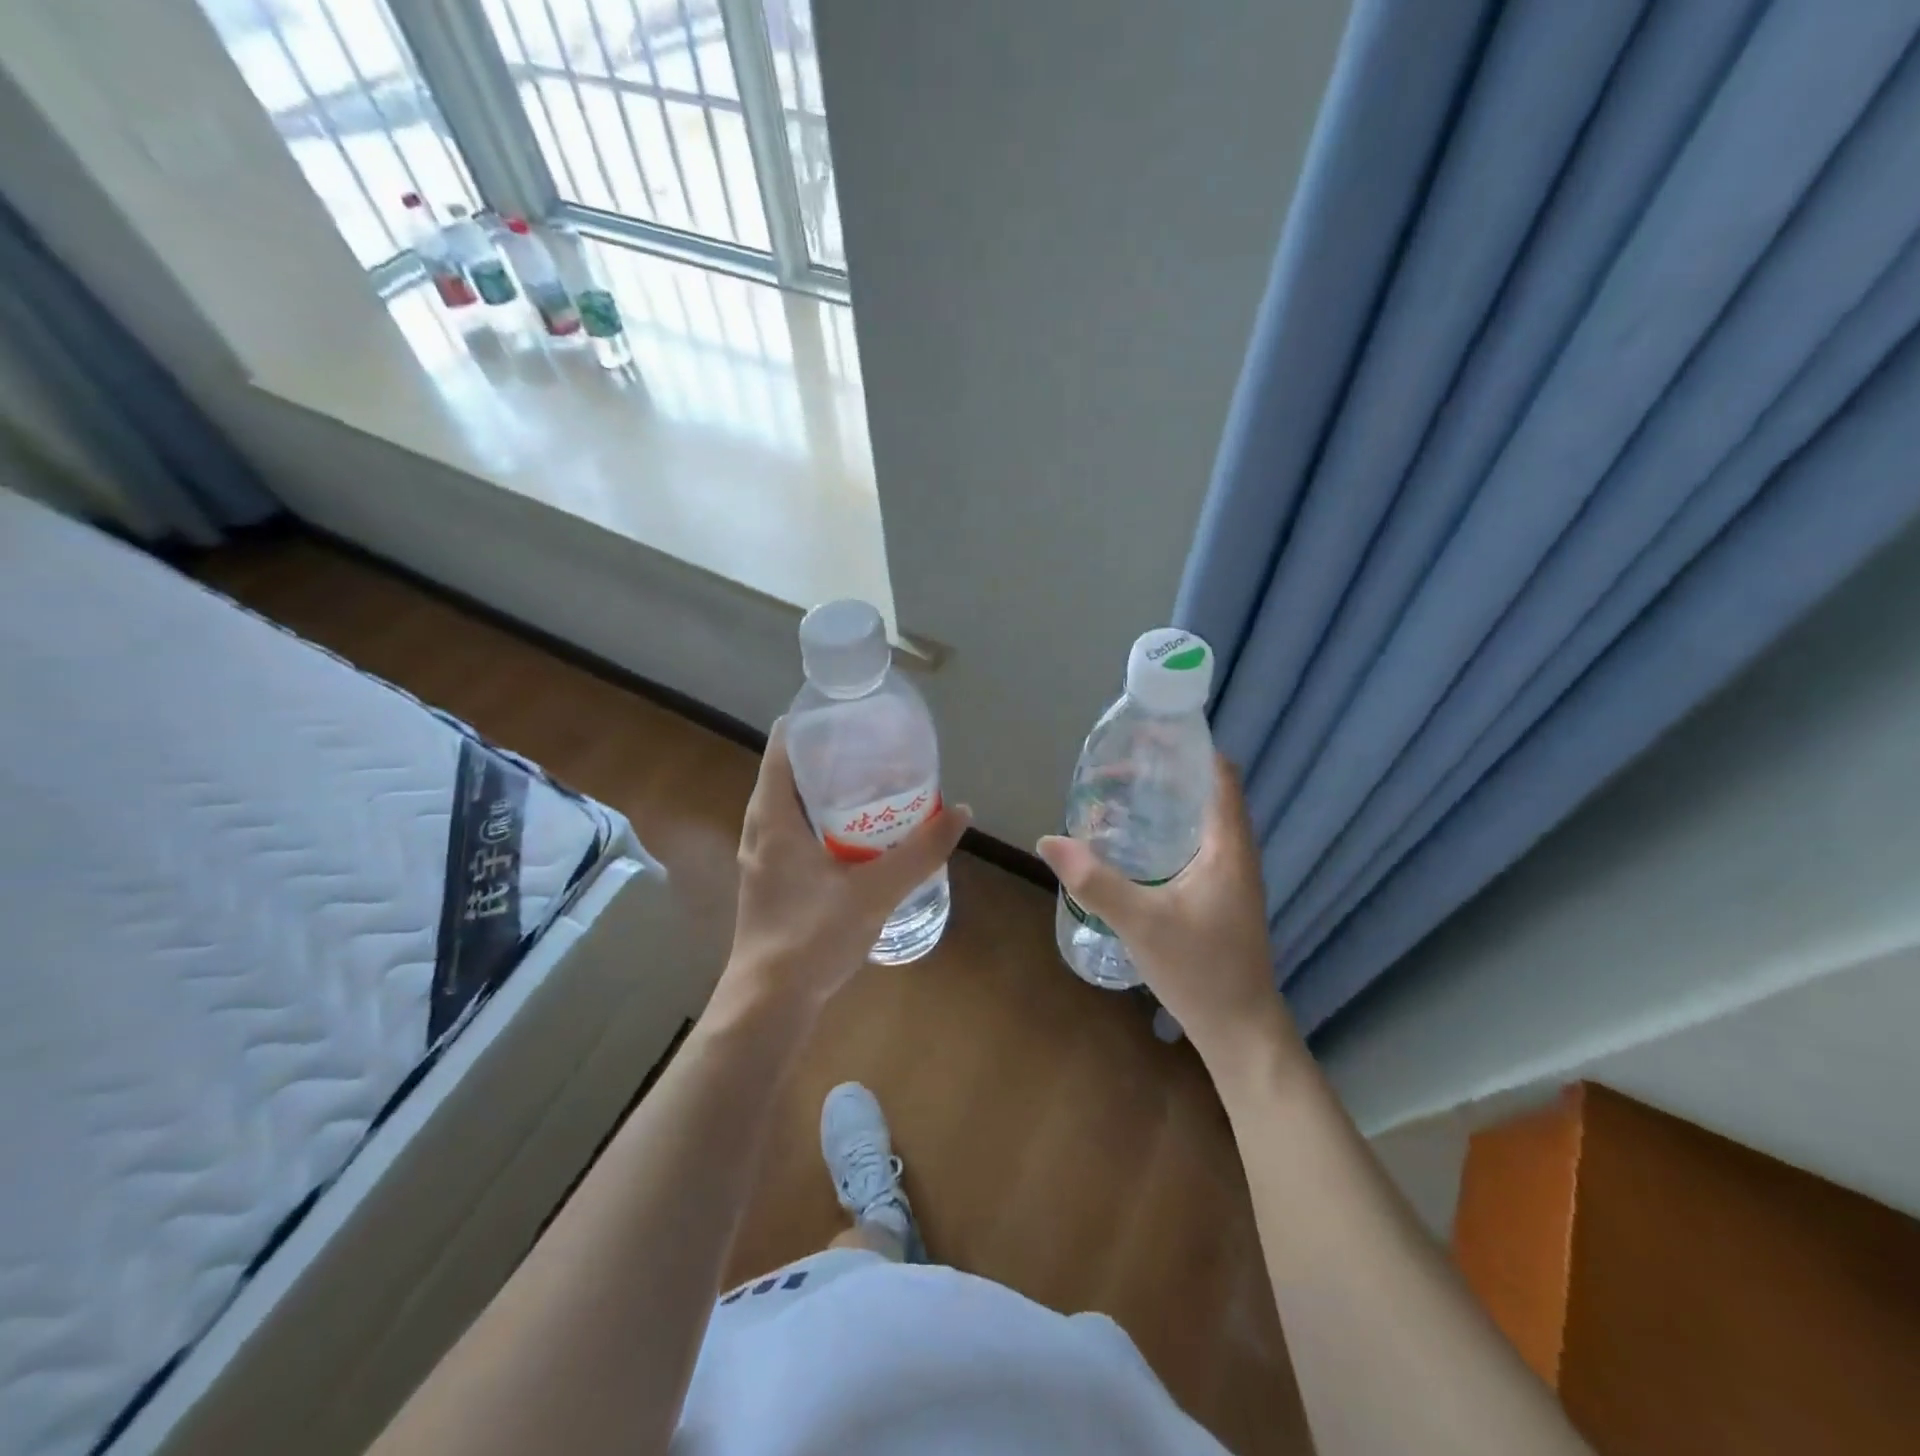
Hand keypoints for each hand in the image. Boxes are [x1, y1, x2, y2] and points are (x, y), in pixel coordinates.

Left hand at [723, 719, 970, 1009]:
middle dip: (830, 757)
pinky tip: (858, 837)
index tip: (851, 716)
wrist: (769, 1003)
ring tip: (873, 785)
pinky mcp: (770, 881)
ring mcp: (761, 857)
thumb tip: (961, 812)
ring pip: (793, 806)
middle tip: (876, 749)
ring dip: (827, 792)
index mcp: (772, 817)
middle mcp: (760, 829)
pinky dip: (823, 822)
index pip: (781, 746)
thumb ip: (920, 852)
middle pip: (789, 773)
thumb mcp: (875, 891)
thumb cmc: (812, 937)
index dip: (812, 724)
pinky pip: (795, 833)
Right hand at [1036, 754, 1301, 1077]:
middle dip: (1166, 773)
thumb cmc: (1201, 970)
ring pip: (1200, 821)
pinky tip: (1133, 845)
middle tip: (1118, 766)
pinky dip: (1167, 832)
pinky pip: (1196, 846)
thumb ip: (1094, 881)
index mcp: (1228, 846)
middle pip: (1207, 792)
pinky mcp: (1220, 896)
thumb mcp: (1141, 923)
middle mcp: (1235, 853)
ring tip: (1119, 796)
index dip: (1190, 748)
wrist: (1240, 1030)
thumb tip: (1048, 840)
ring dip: (1166, 803)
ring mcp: (1231, 876)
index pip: (1220, 775)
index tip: (1147, 736)